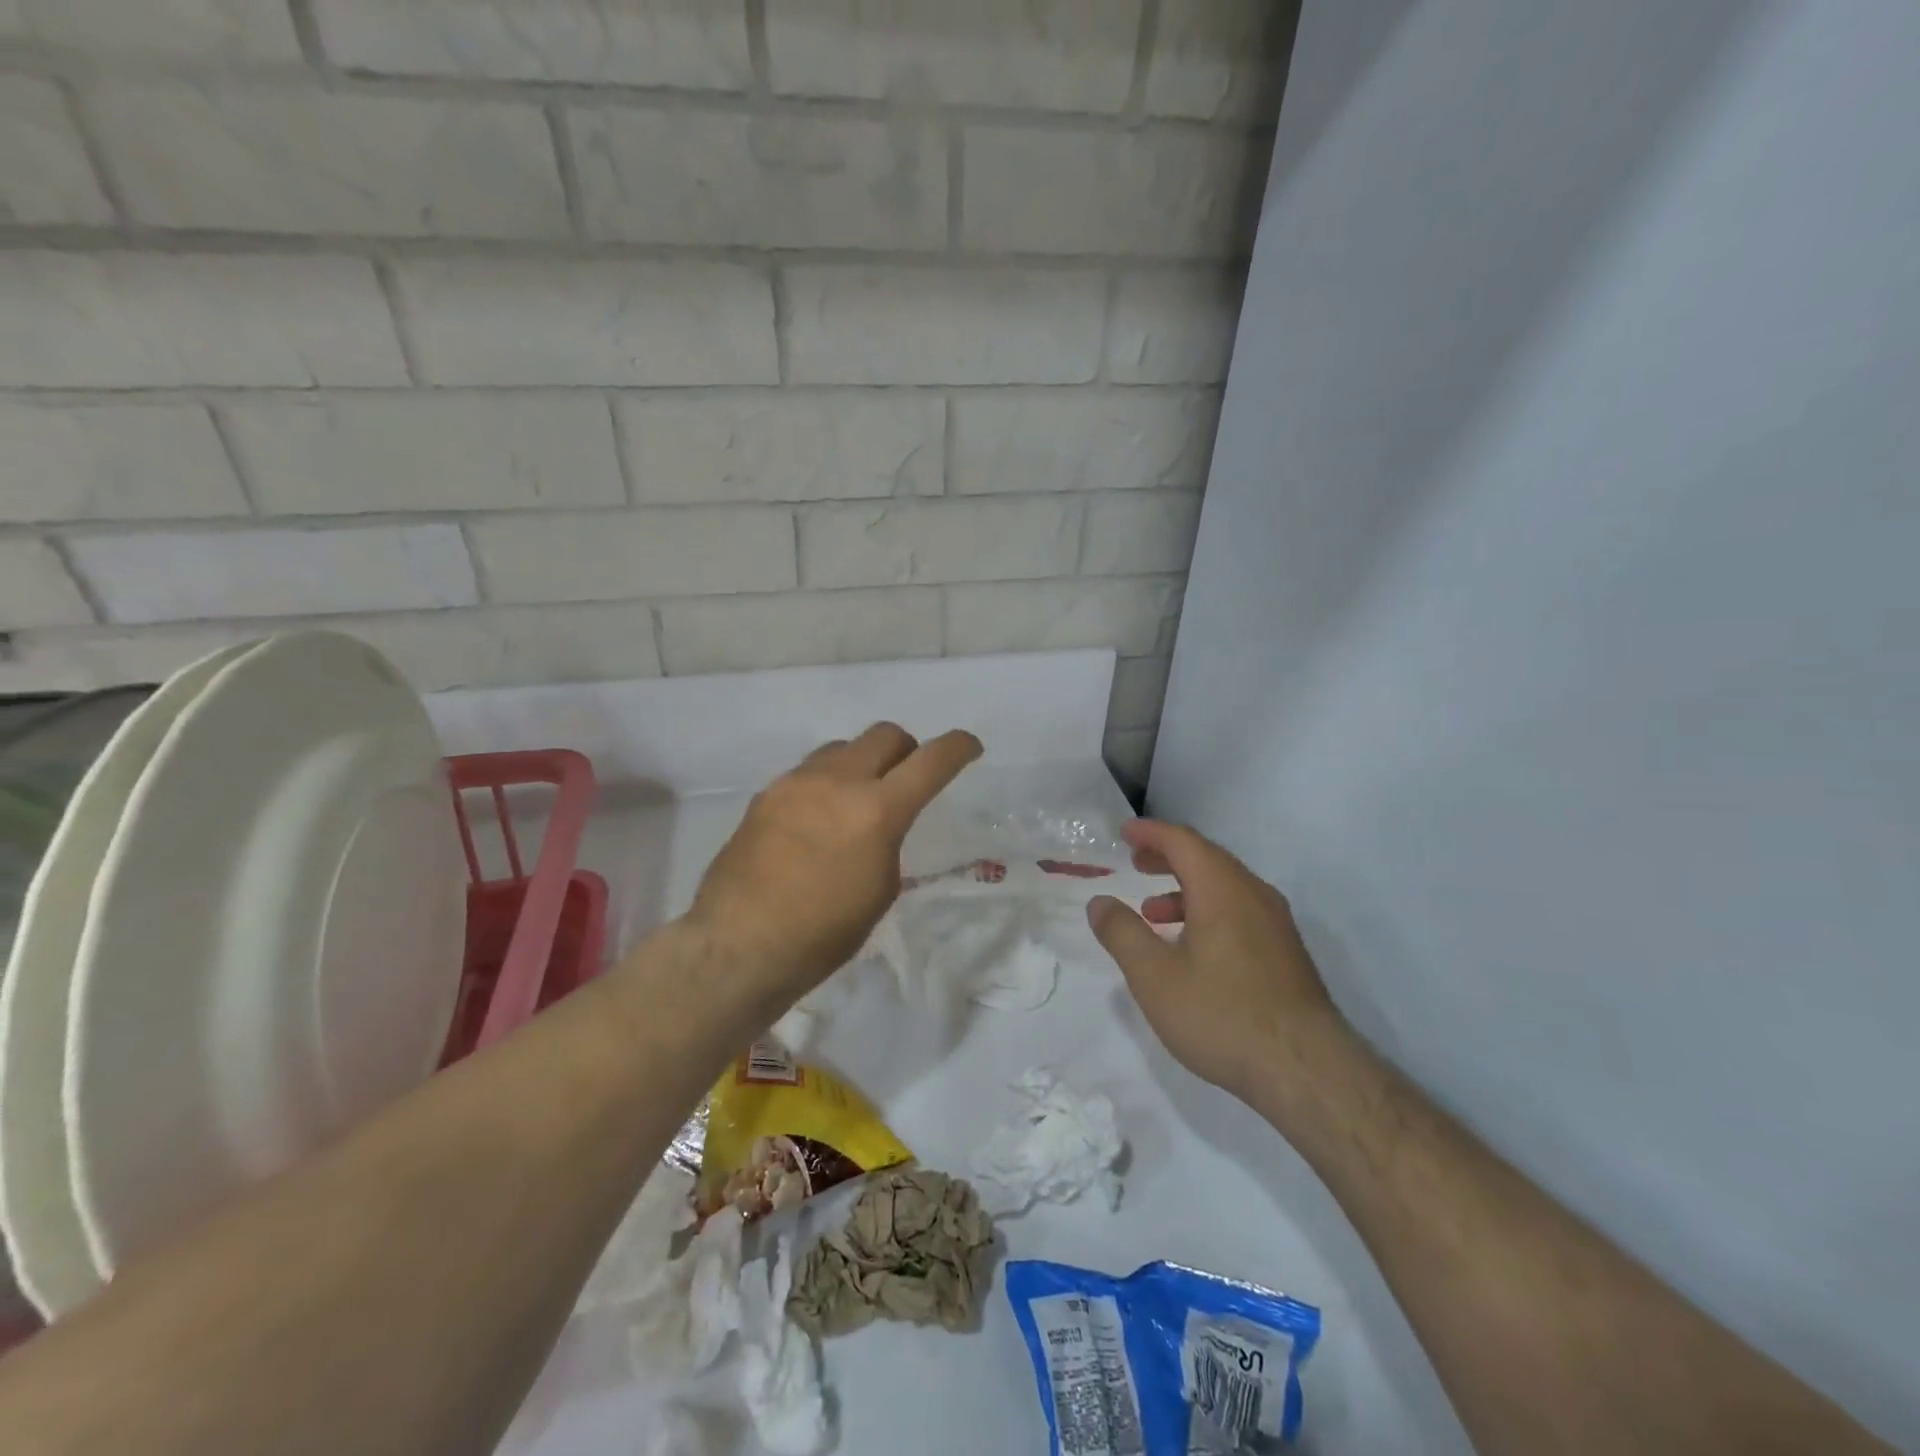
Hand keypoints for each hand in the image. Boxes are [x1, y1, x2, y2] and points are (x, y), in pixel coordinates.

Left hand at [686, 723, 981, 1010]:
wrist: (739, 944)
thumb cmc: (823, 933)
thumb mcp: (880, 889)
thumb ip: (888, 840)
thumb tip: (878, 822)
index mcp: (877, 810)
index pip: (931, 761)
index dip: (958, 747)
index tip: (970, 747)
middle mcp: (837, 781)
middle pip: (885, 734)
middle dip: (907, 749)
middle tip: (907, 778)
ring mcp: (796, 782)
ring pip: (843, 747)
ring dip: (863, 762)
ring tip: (857, 800)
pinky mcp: (766, 793)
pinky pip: (809, 771)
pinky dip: (827, 782)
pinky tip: (818, 819)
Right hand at [1088, 819, 1349, 1108]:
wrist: (1306, 1071)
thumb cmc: (1221, 1015)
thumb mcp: (1154, 976)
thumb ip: (1122, 933)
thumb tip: (1099, 902)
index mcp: (1222, 889)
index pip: (1183, 841)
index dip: (1151, 832)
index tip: (1123, 832)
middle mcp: (1254, 895)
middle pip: (1207, 859)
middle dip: (1168, 856)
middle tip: (1136, 861)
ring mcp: (1276, 924)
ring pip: (1225, 887)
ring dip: (1185, 888)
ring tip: (1153, 912)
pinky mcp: (1286, 953)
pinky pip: (1240, 911)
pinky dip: (1207, 911)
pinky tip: (1191, 947)